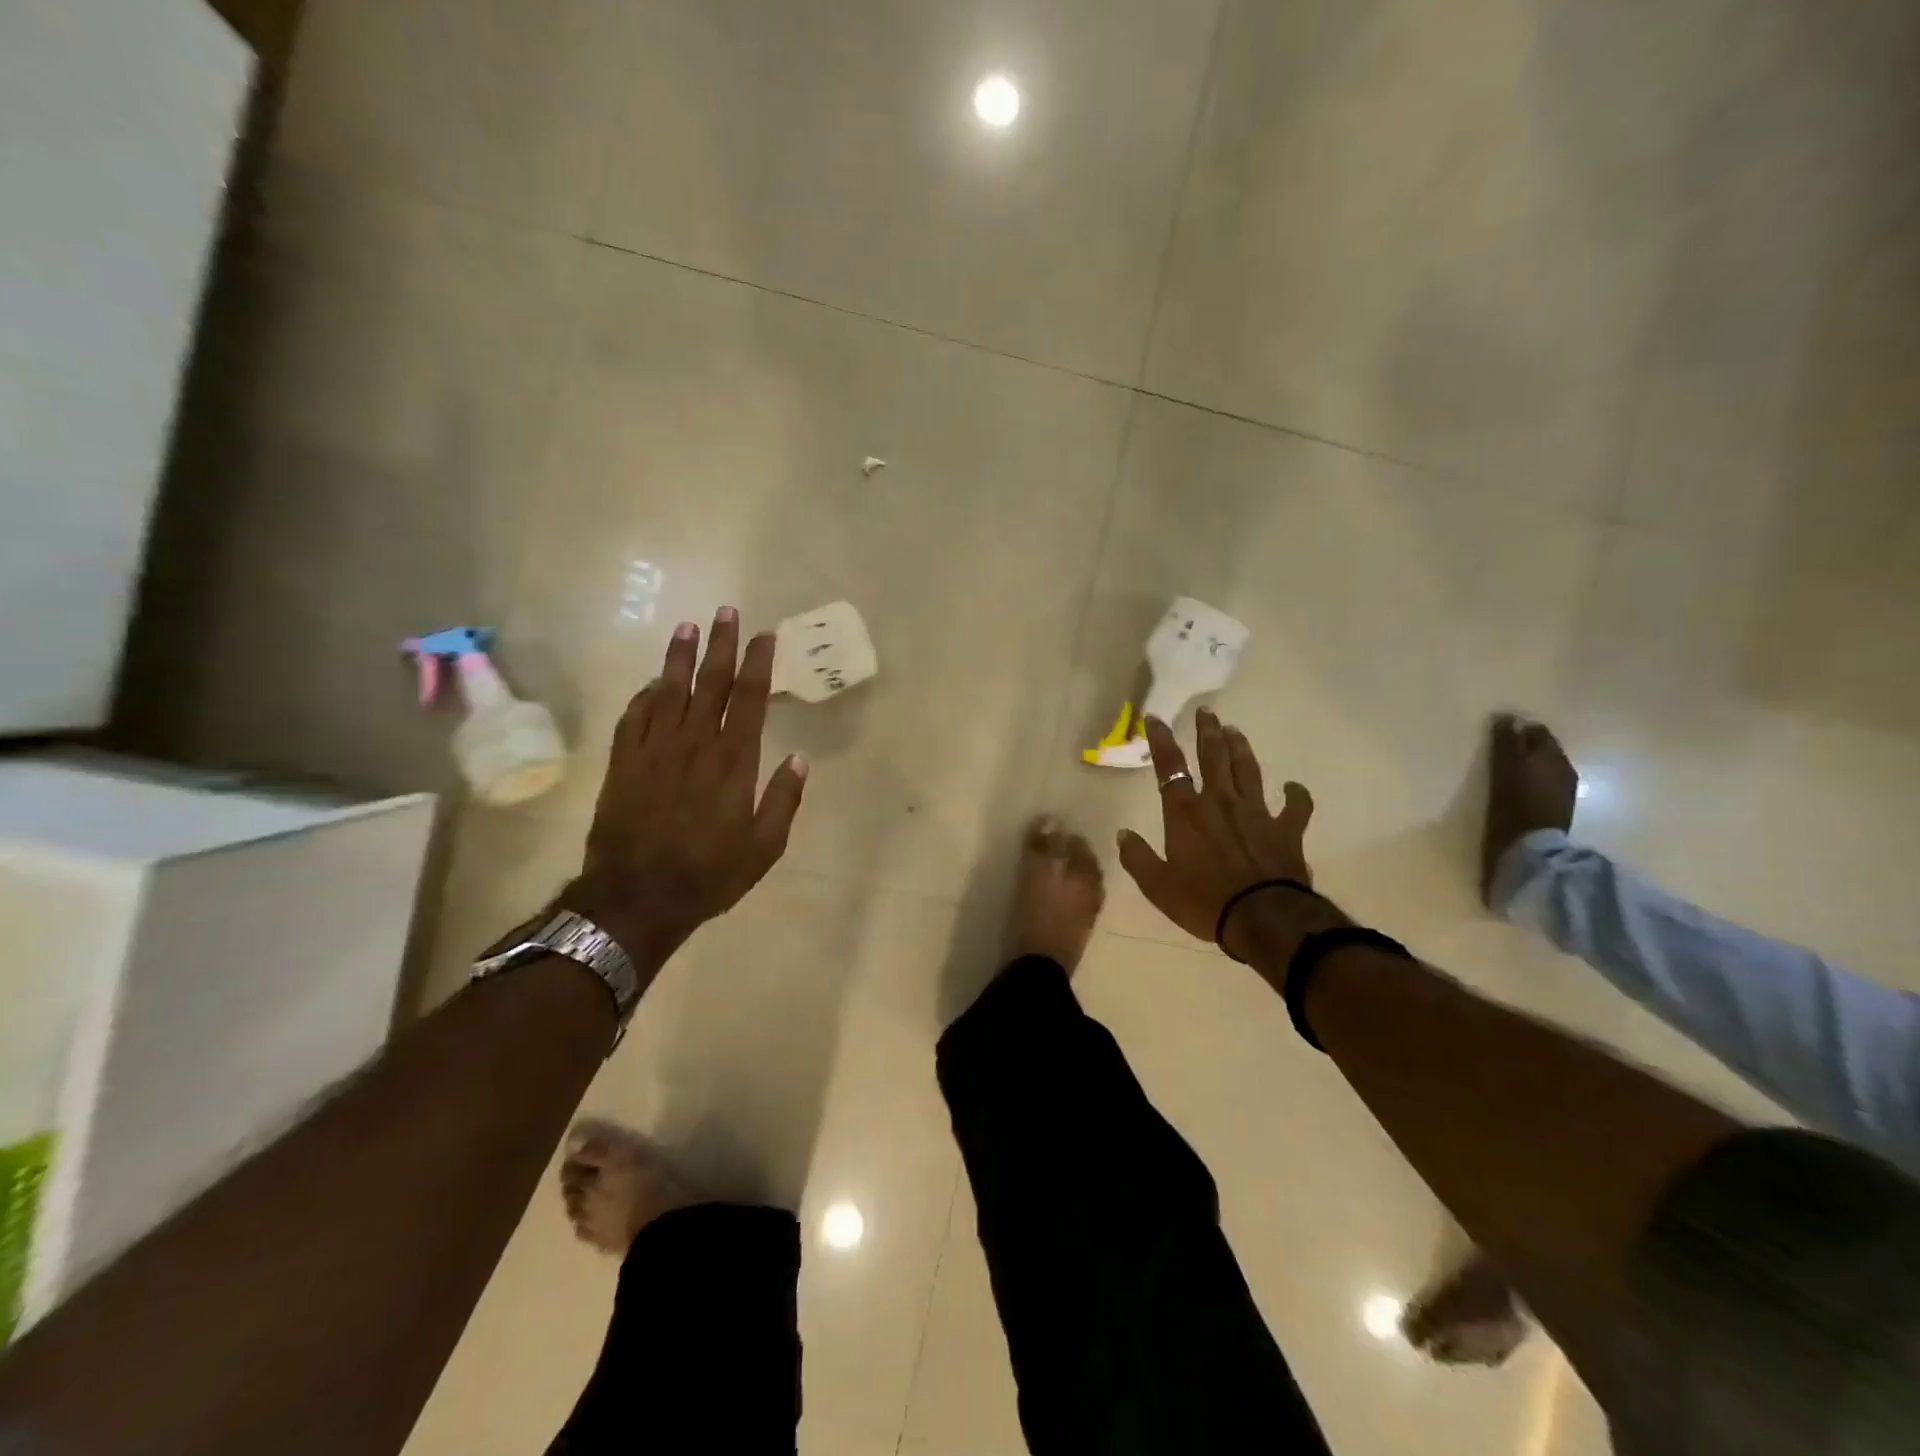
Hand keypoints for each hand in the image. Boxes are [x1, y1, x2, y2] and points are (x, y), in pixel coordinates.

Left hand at [561, 607, 807, 971]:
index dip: (759, 663)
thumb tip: (800, 760)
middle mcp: (695, 744)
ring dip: (679, 657)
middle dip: (720, 644)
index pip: (750, 698)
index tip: (764, 635)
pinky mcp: (624, 763)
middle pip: (711, 683)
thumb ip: (784, 800)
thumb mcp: (764, 847)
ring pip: (669, 691)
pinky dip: (644, 695)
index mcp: (733, 761)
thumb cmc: (709, 874)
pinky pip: (634, 717)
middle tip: (725, 611)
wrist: (637, 897)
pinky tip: (652, 682)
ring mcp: (654, 750)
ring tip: (687, 627)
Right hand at [1116, 710, 1316, 949]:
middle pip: (1213, 757)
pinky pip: (1295, 806)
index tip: (1156, 717)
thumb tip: (1123, 834)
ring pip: (1249, 770)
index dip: (1161, 740)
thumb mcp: (1157, 886)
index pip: (1170, 767)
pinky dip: (1296, 795)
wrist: (1263, 918)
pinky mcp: (1286, 830)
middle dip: (1207, 732)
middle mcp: (1220, 802)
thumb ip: (1137, 857)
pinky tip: (1293, 787)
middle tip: (1207, 712)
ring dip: (1241, 748)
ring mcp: (1256, 813)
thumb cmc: (1204, 902)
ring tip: (1235, 731)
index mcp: (1186, 813)